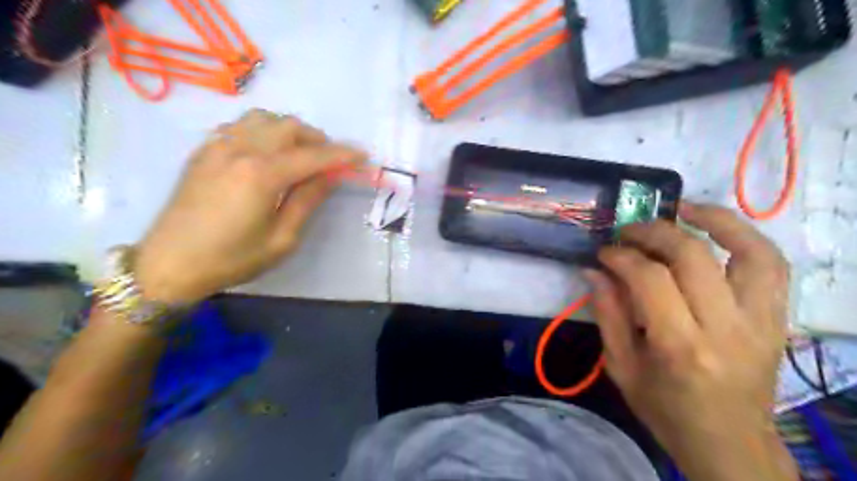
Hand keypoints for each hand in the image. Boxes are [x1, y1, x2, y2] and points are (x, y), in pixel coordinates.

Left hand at [134, 111, 363, 302]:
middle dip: (317, 139)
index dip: (342, 155)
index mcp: (262, 174)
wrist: (169, 265)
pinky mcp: (204, 151)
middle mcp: (240, 150)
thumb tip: (331, 176)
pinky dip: (263, 131)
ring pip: (263, 119)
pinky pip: (240, 125)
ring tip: (300, 153)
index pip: (313, 156)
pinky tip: (267, 152)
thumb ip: (307, 201)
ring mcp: (218, 146)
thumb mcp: (282, 239)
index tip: (363, 156)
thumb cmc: (232, 259)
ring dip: (289, 130)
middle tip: (331, 161)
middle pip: (289, 126)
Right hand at [589, 202, 797, 480]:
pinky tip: (716, 226)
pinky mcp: (776, 319)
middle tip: (628, 231)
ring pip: (748, 252)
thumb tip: (593, 271)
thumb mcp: (621, 367)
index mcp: (679, 347)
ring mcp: (760, 322)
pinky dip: (745, 236)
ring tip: (680, 207)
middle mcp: (726, 329)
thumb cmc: (666, 410)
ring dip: (713, 220)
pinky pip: (771, 265)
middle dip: (654, 233)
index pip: (650, 280)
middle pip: (693, 257)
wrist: (730, 443)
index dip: (622, 256)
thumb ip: (607, 315)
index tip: (603, 251)